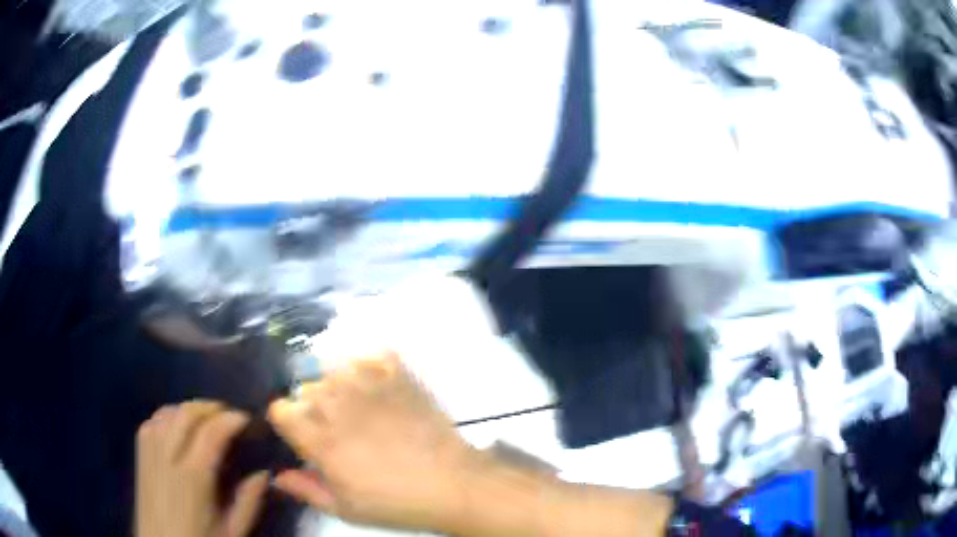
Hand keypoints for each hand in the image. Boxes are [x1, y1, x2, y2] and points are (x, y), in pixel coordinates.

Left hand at [136, 401, 268, 536]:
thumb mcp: (232, 532)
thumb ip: (248, 503)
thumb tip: (264, 474)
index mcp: (193, 477)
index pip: (211, 432)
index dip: (231, 419)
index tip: (247, 419)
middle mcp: (167, 455)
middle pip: (186, 413)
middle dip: (211, 407)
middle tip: (230, 415)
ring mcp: (150, 451)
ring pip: (168, 412)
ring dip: (190, 410)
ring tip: (207, 419)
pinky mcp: (140, 453)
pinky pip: (154, 420)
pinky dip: (170, 416)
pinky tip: (180, 427)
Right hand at [268, 352, 480, 531]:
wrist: (452, 484)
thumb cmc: (395, 502)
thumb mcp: (344, 509)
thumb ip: (305, 489)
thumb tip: (277, 475)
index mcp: (320, 439)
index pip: (280, 409)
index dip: (288, 422)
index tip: (302, 435)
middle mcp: (337, 404)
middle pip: (306, 389)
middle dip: (313, 408)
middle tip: (337, 429)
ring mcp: (369, 384)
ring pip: (333, 368)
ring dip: (338, 385)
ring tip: (358, 407)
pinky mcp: (398, 375)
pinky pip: (372, 356)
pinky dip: (371, 366)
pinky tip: (379, 387)